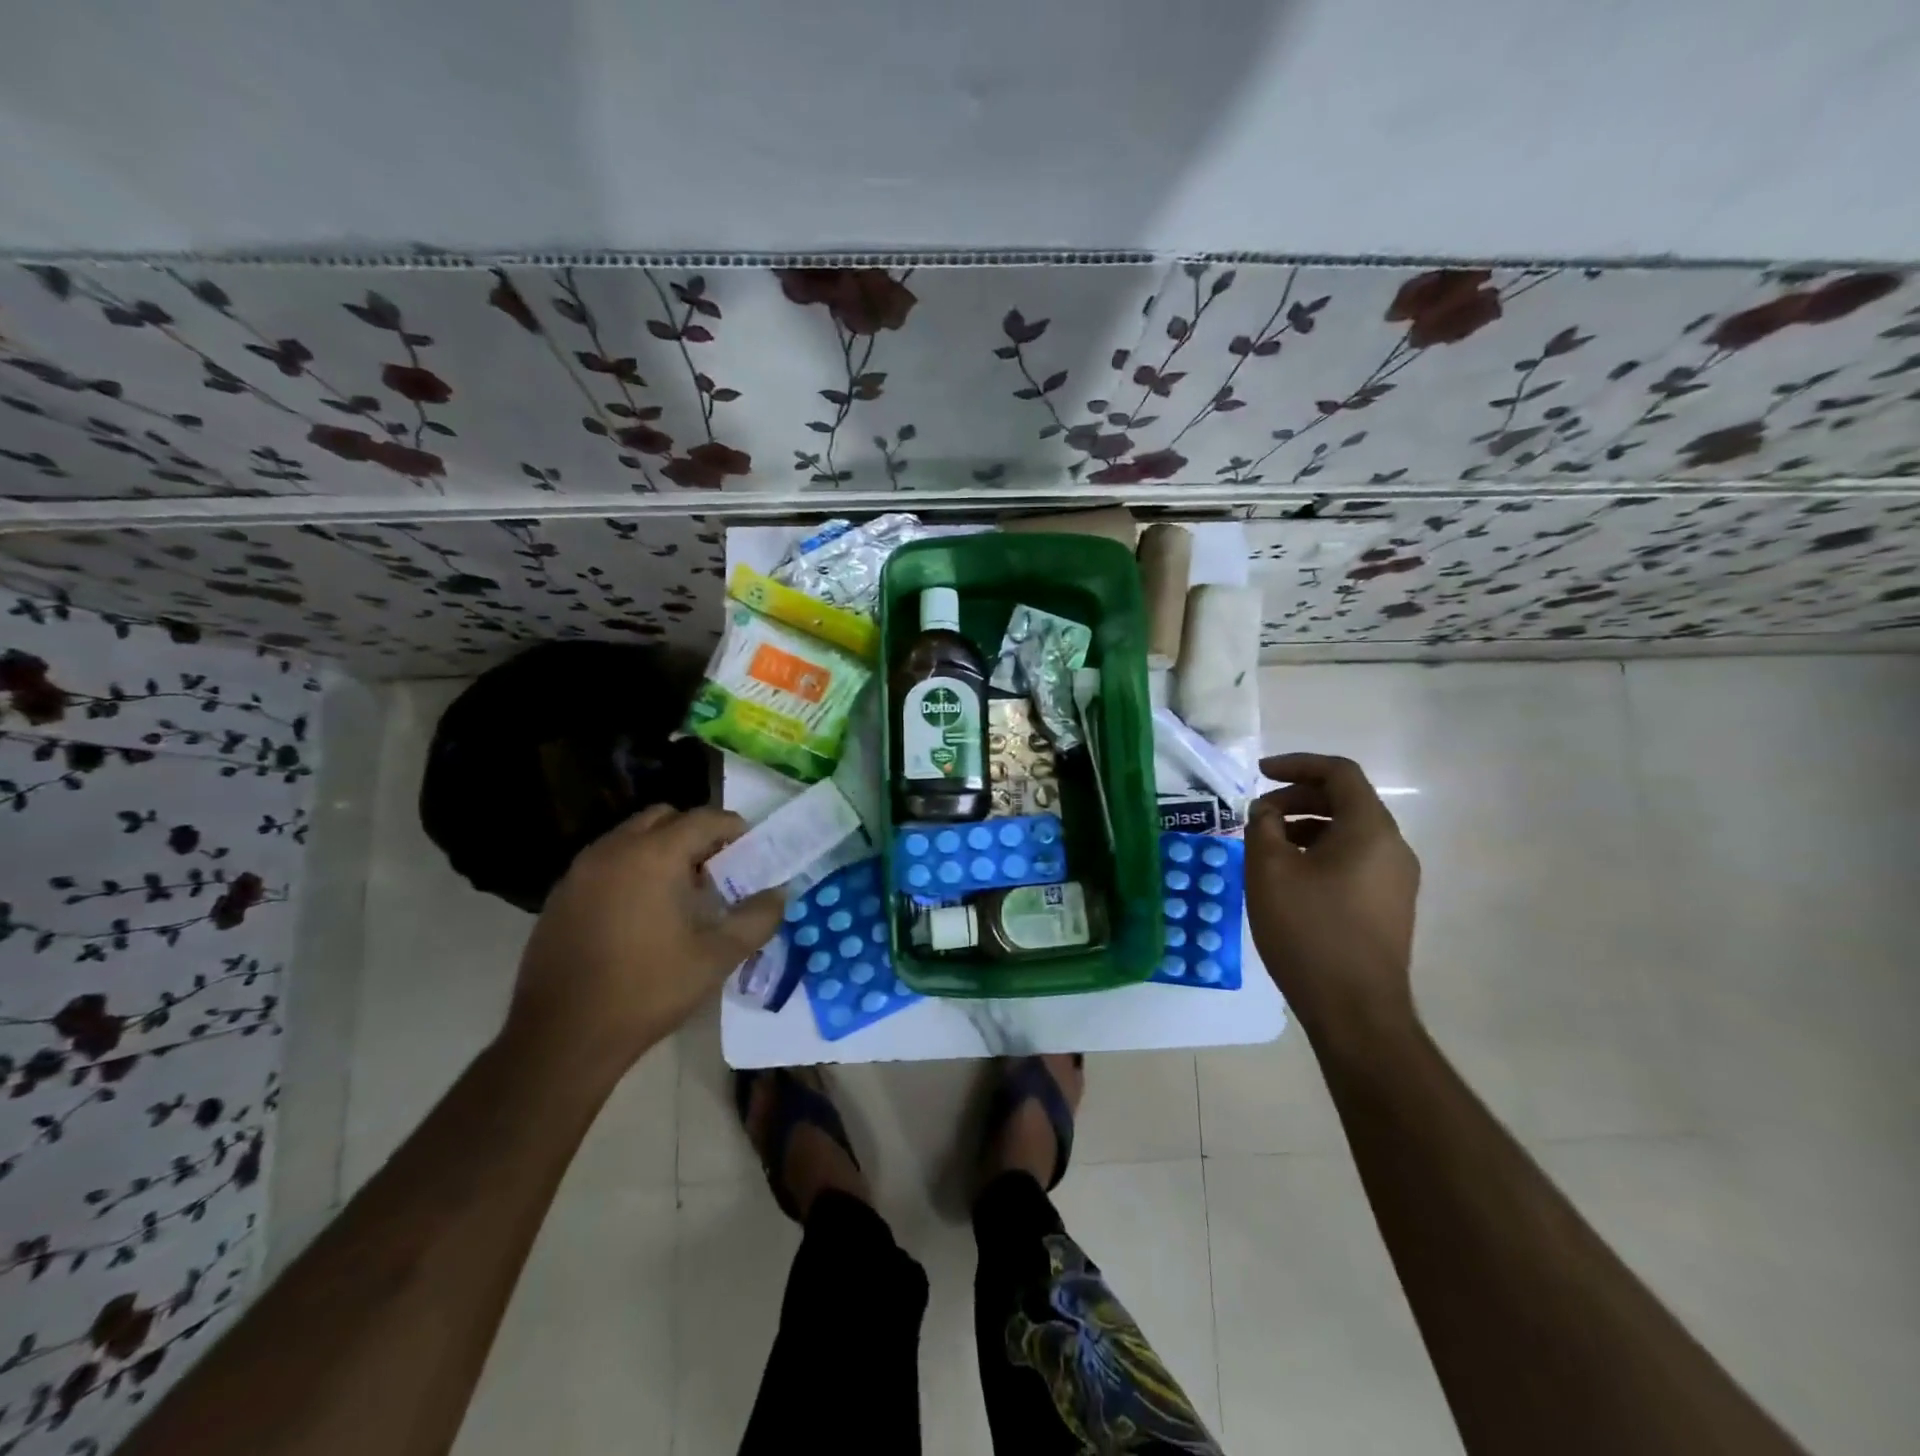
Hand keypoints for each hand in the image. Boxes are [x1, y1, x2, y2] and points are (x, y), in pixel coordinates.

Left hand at [505, 804, 785, 1078]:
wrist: (562, 1039)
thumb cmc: (647, 991)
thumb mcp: (716, 958)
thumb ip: (757, 919)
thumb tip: (780, 894)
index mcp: (653, 856)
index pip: (703, 818)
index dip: (733, 829)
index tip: (751, 851)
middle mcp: (613, 850)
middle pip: (664, 818)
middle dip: (695, 834)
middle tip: (716, 869)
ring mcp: (580, 871)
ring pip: (631, 837)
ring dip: (661, 849)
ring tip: (680, 891)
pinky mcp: (560, 896)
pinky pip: (606, 862)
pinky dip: (631, 869)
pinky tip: (641, 912)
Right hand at [1246, 753, 1420, 1043]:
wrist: (1355, 1010)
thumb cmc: (1309, 930)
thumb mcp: (1269, 870)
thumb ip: (1262, 827)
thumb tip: (1266, 811)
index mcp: (1370, 829)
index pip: (1339, 773)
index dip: (1297, 764)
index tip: (1259, 773)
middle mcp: (1393, 847)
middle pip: (1346, 801)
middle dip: (1297, 798)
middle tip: (1258, 815)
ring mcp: (1396, 879)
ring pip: (1349, 833)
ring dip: (1306, 827)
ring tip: (1267, 847)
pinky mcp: (1389, 906)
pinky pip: (1354, 860)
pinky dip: (1320, 853)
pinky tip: (1290, 878)